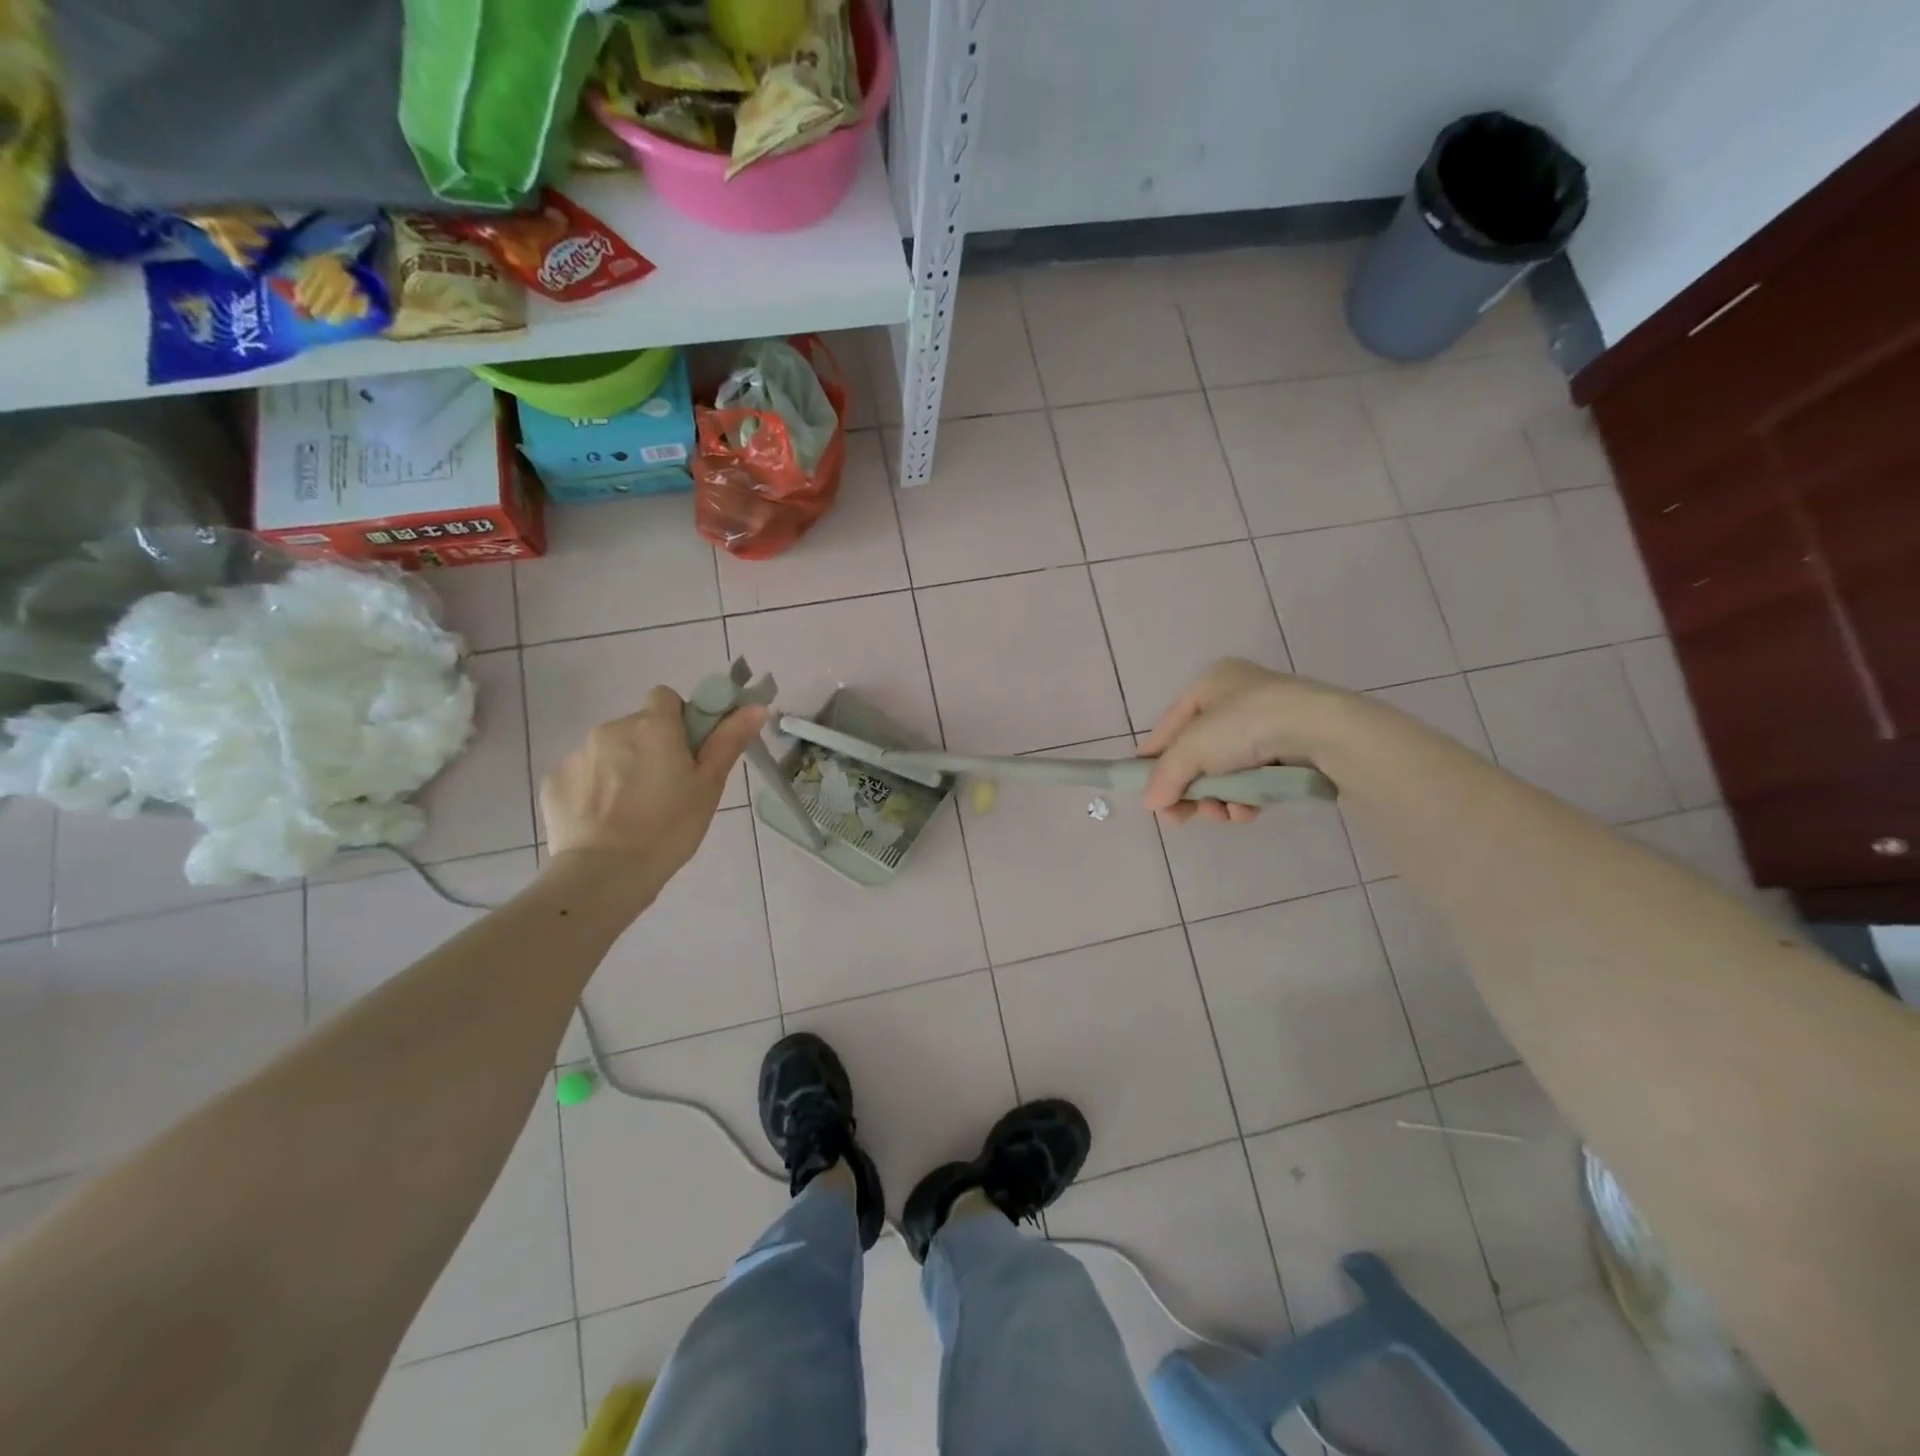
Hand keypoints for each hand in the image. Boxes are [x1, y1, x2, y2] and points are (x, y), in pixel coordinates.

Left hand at [540, 685, 765, 890]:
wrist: (605, 872)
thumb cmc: (669, 827)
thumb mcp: (709, 786)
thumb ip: (728, 741)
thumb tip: (755, 707)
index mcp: (653, 726)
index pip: (665, 697)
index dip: (678, 720)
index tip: (686, 752)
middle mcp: (612, 728)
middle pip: (637, 726)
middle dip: (649, 747)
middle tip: (665, 789)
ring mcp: (578, 754)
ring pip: (608, 750)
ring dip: (621, 767)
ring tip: (632, 810)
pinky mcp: (554, 781)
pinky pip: (582, 774)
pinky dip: (593, 789)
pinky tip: (604, 820)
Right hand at [1137, 659, 1356, 824]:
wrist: (1322, 732)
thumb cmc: (1246, 725)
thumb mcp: (1192, 748)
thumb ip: (1165, 776)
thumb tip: (1151, 803)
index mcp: (1212, 683)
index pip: (1170, 725)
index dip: (1154, 758)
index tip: (1145, 790)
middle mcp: (1238, 698)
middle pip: (1198, 754)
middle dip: (1190, 789)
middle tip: (1180, 817)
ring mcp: (1268, 724)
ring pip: (1226, 771)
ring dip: (1217, 798)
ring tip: (1221, 814)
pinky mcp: (1292, 751)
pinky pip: (1255, 778)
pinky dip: (1245, 798)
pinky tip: (1246, 812)